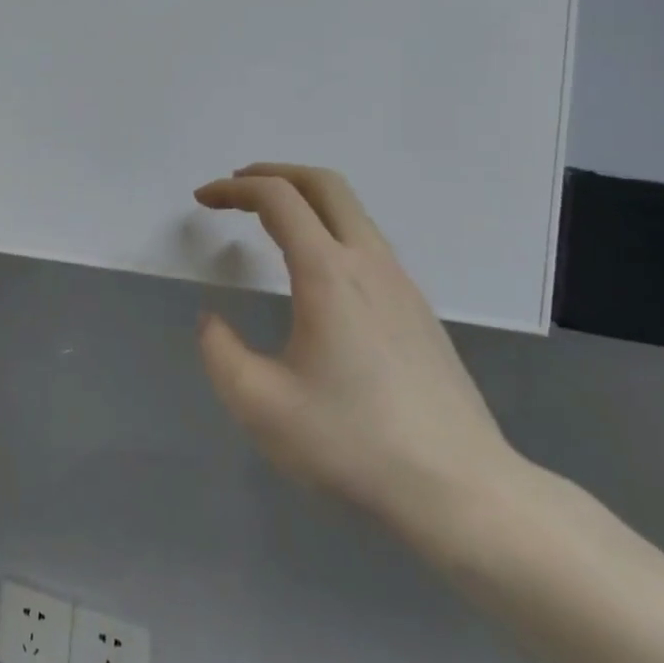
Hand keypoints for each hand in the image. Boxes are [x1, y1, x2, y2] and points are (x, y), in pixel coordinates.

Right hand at [195, 164, 522, 538]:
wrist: (461, 490)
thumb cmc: (353, 443)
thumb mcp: (260, 405)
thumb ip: (220, 353)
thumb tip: (213, 322)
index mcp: (328, 274)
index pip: (278, 199)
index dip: (233, 189)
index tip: (202, 200)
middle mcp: (369, 264)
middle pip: (324, 184)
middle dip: (274, 172)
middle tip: (236, 187)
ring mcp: (402, 284)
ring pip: (352, 211)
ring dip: (304, 199)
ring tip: (267, 221)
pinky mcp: (418, 310)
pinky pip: (367, 242)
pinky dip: (328, 228)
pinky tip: (314, 271)